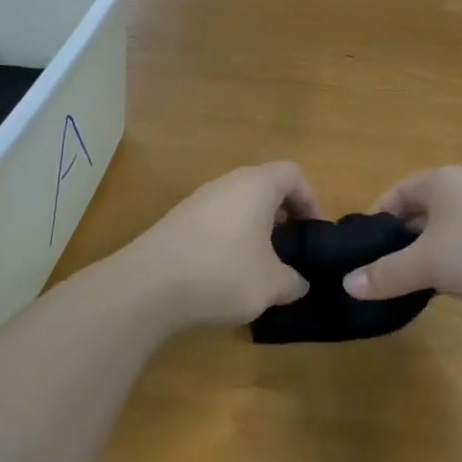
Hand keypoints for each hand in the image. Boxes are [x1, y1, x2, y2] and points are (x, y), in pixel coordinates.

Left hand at [127, 162, 321, 328]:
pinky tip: (226, 277)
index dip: (311, 199)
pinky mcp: (176, 224)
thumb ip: (293, 281)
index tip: (315, 232)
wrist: (145, 288)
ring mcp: (197, 202)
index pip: (292, 174)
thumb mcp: (272, 285)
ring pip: (237, 207)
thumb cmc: (222, 273)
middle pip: (264, 188)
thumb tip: (299, 283)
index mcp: (256, 185)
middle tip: (292, 251)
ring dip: (254, 231)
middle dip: (283, 216)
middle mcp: (226, 184)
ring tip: (261, 268)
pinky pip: (215, 224)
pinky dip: (229, 242)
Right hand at [341, 166, 461, 324]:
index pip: (397, 192)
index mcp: (443, 181)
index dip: (377, 217)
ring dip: (429, 256)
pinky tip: (450, 291)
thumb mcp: (425, 263)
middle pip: (422, 212)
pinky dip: (457, 267)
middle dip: (402, 241)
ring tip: (411, 285)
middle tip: (381, 271)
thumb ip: (385, 273)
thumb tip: (347, 284)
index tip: (361, 248)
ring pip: (447, 234)